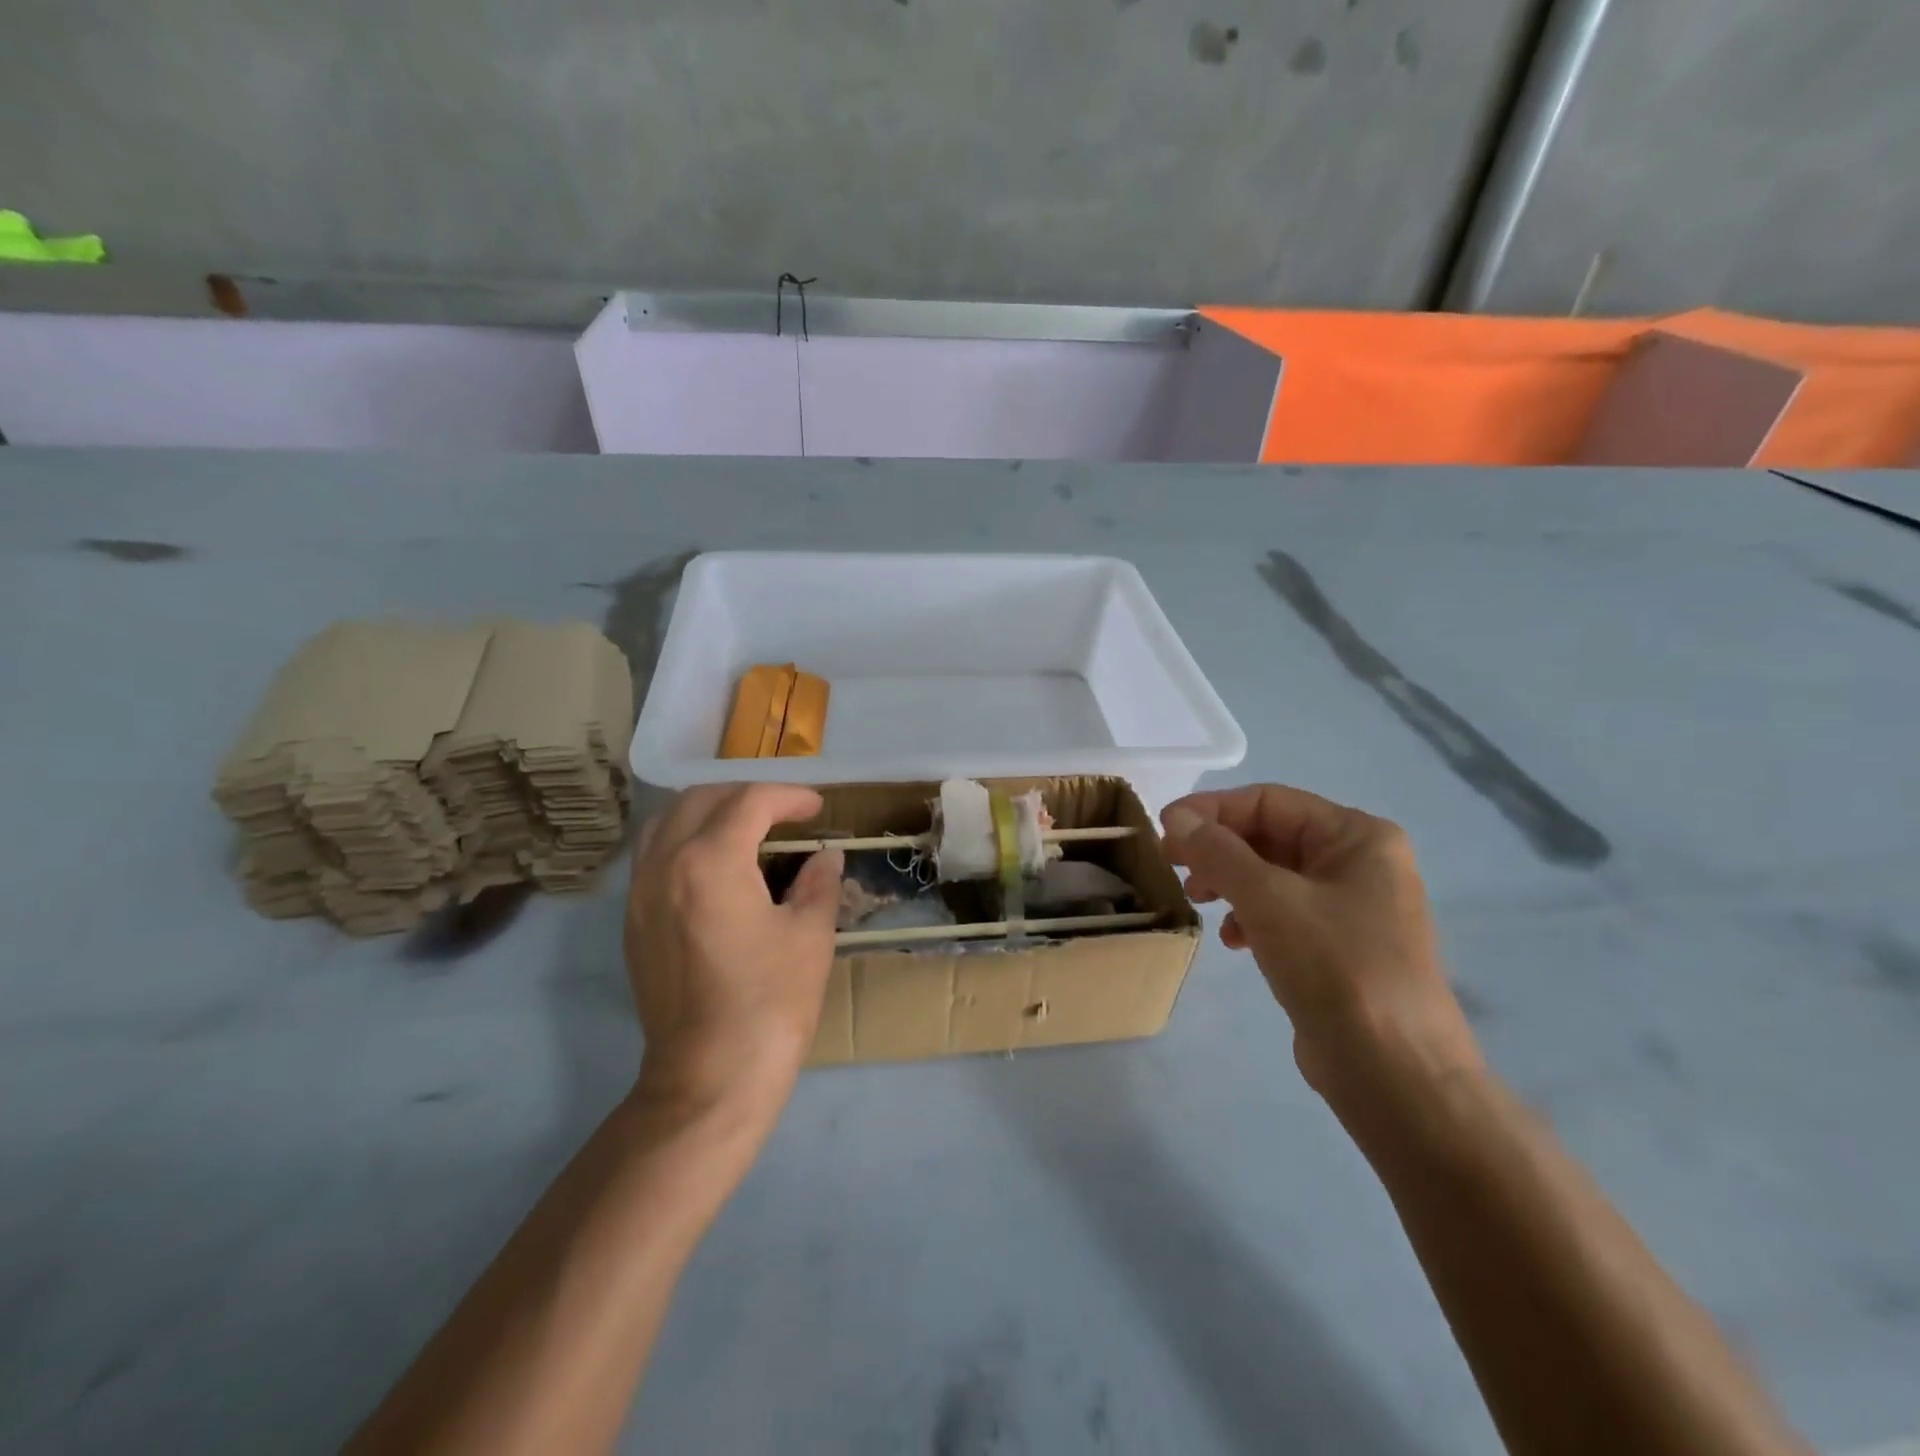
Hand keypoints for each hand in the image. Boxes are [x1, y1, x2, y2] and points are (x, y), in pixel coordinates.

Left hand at [624, 785, 843, 1125]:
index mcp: (711, 861)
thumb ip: (818, 882)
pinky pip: (653, 855)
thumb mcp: (810, 935)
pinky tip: (716, 867)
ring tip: (746, 829)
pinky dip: (685, 840)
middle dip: (747, 796)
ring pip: (666, 822)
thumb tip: (825, 857)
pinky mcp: (633, 922)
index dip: (789, 797)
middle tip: (784, 813)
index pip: (750, 802)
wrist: (710, 1076)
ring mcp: (640, 893)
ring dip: (709, 811)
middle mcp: (665, 864)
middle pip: (701, 799)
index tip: (817, 808)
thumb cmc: (770, 1001)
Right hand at [1161, 785, 1480, 1108]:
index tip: (1164, 828)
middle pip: (1270, 835)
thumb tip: (1176, 815)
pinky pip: (1283, 912)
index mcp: (1357, 836)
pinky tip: (1233, 941)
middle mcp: (1360, 862)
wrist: (1395, 1073)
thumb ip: (1217, 851)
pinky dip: (1251, 916)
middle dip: (1218, 848)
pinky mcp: (1340, 947)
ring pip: (1272, 874)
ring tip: (1199, 901)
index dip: (1211, 809)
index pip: (1269, 801)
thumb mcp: (1268, 899)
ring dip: (1229, 882)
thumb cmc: (1335, 967)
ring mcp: (1353, 907)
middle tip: (1174, 866)